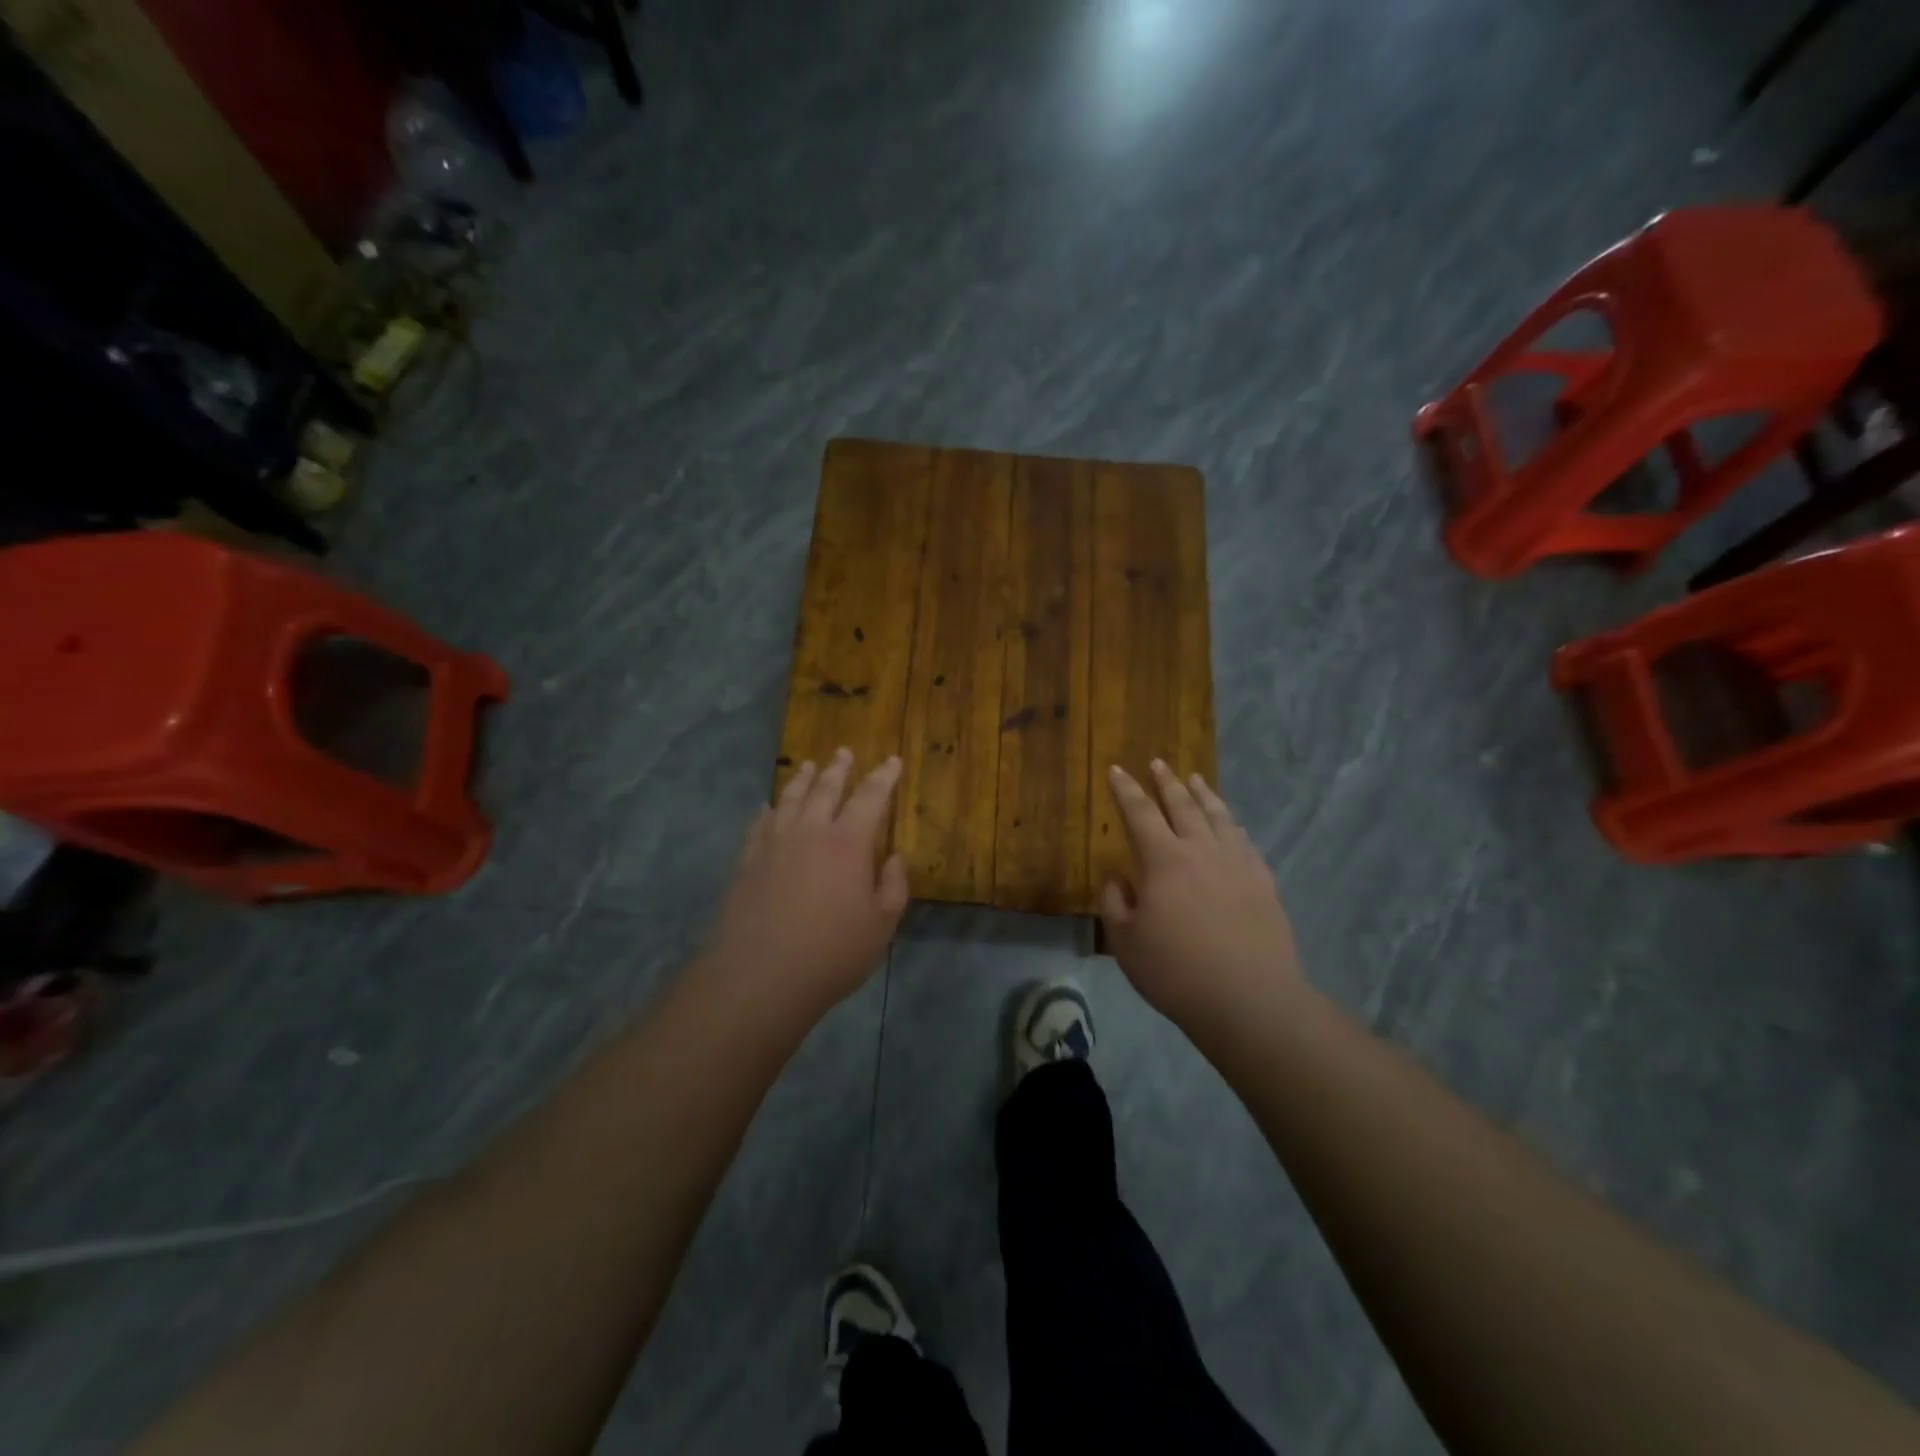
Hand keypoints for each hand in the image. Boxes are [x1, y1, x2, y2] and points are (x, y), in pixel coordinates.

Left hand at [707, 748, 909, 1023]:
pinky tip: (769, 807)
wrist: (761, 975)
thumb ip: (893, 886)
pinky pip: (760, 823)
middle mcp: (810, 831)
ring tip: (807, 766)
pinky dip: (769, 809)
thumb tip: (894, 858)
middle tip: (844, 752)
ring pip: (790, 798)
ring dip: (802, 779)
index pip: (871, 797)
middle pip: (825, 788)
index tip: (892, 761)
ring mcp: (774, 843)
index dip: (884, 777)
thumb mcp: (881, 925)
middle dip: (838, 768)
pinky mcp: (748, 860)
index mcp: (848, 842)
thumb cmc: (832, 953)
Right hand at [1100, 762, 1307, 1035]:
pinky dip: (1232, 825)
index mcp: (1164, 861)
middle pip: (1182, 806)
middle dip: (1166, 783)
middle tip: (1158, 763)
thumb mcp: (1125, 941)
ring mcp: (1237, 864)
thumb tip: (1119, 876)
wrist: (1248, 999)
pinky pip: (1244, 841)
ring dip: (1204, 795)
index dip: (1126, 790)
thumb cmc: (1176, 971)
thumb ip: (1115, 902)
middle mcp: (1202, 850)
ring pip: (1218, 817)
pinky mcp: (1263, 883)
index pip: (1140, 813)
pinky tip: (1231, 824)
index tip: (1116, 769)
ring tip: (1195, 780)